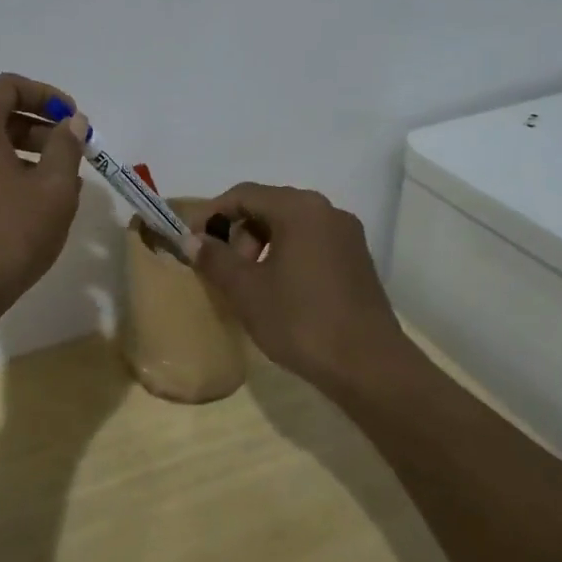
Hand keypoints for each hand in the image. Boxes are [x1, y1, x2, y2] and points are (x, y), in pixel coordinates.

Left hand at [0, 73, 87, 322]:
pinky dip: (0, 173)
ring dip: (23, 153)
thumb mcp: (53, 189)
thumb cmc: (7, 234)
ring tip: (58, 183)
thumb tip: (71, 122)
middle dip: (38, 128)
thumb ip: (65, 146)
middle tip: (72, 152)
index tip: (75, 120)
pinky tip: (28, 204)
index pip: (10, 86)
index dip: (47, 97)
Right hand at [184, 183, 402, 394]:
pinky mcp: (357, 261)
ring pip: (290, 226)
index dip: (212, 214)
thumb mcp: (246, 290)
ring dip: (262, 246)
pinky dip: (287, 256)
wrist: (369, 367)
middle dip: (239, 234)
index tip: (192, 241)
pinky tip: (279, 291)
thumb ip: (215, 258)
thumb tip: (192, 240)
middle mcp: (326, 211)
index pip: (243, 194)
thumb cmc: (300, 320)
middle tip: (225, 269)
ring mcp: (347, 236)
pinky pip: (311, 244)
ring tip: (250, 284)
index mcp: (299, 208)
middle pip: (268, 207)